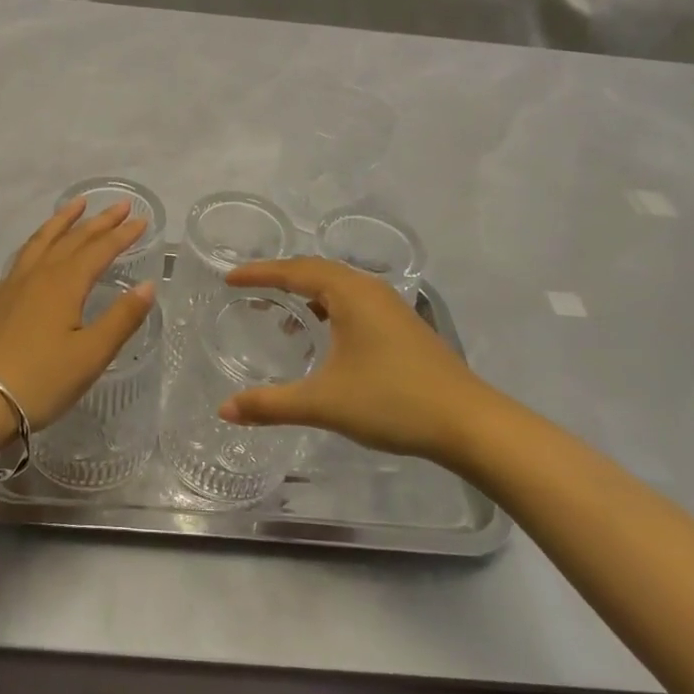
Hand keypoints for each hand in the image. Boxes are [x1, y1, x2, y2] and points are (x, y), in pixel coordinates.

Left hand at [0, 198, 155, 431]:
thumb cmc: (40, 380)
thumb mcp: (91, 354)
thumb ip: (122, 318)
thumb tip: (148, 285)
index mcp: (65, 284)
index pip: (100, 250)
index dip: (122, 235)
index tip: (141, 219)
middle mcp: (39, 275)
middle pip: (73, 239)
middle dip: (99, 221)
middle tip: (119, 205)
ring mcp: (13, 285)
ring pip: (42, 241)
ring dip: (63, 221)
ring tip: (77, 205)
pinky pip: (23, 256)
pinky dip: (39, 241)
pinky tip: (39, 249)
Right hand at [219, 259, 489, 463]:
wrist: (469, 422)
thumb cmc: (392, 401)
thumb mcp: (324, 402)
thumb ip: (271, 404)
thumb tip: (224, 410)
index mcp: (349, 293)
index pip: (294, 271)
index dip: (259, 274)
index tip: (229, 279)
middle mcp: (370, 289)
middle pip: (317, 270)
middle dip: (281, 279)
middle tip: (251, 292)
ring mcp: (391, 307)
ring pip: (339, 287)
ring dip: (308, 295)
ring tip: (283, 319)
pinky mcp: (403, 326)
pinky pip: (355, 303)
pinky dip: (330, 310)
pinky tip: (326, 340)